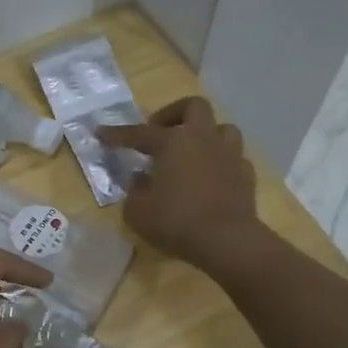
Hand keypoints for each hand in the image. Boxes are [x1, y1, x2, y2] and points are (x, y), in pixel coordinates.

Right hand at [100, 97, 260, 275]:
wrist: (227, 241)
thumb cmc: (176, 222)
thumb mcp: (138, 211)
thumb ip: (135, 190)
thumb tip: (141, 178)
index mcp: (172, 142)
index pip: (138, 133)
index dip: (117, 134)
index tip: (100, 132)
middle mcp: (202, 139)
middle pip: (193, 107)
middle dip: (174, 113)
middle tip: (159, 130)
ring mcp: (229, 155)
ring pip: (222, 128)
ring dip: (205, 134)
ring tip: (191, 151)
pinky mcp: (246, 175)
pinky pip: (233, 158)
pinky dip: (220, 162)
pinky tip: (211, 176)